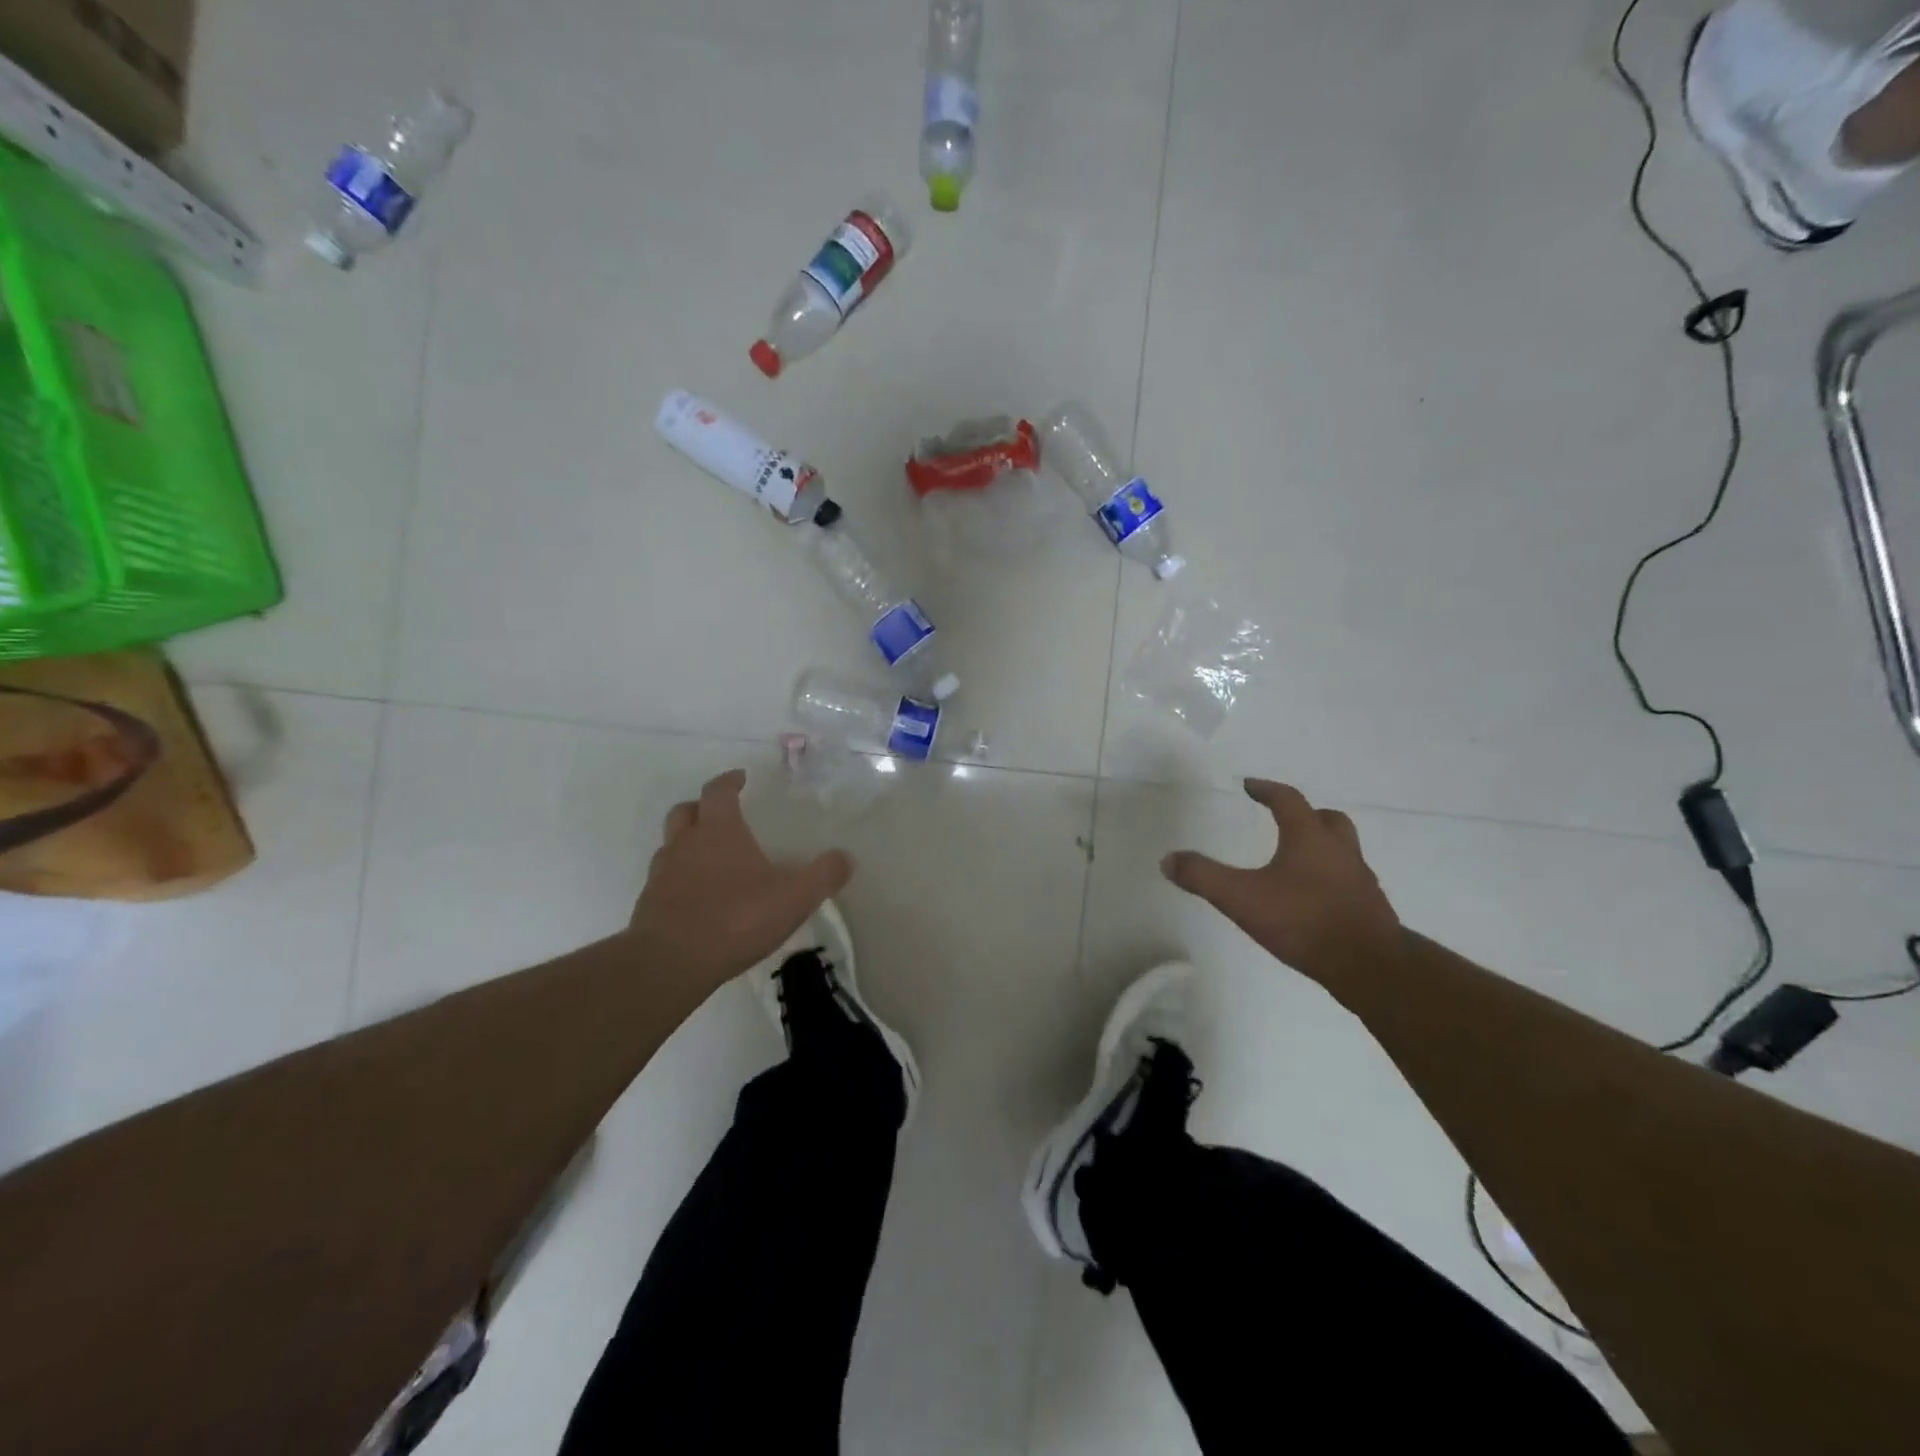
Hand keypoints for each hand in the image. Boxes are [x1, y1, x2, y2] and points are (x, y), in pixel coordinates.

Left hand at [629, 769, 852, 993]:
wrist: (670, 963)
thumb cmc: (736, 919)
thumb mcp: (794, 898)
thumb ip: (823, 875)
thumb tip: (846, 857)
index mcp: (719, 831)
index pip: (719, 791)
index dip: (729, 781)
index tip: (740, 778)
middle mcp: (685, 843)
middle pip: (686, 811)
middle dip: (702, 807)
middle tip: (721, 815)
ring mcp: (662, 874)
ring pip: (671, 844)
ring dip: (687, 843)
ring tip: (709, 859)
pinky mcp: (649, 904)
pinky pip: (664, 879)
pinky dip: (679, 878)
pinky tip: (697, 898)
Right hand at [1161, 779, 1400, 985]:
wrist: (1368, 966)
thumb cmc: (1304, 921)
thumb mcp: (1241, 898)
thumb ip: (1203, 877)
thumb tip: (1168, 859)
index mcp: (1310, 838)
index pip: (1288, 800)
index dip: (1266, 790)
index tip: (1250, 786)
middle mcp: (1340, 851)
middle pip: (1329, 819)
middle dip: (1307, 815)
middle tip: (1287, 820)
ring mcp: (1361, 880)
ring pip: (1344, 850)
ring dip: (1323, 847)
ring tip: (1299, 862)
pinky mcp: (1371, 908)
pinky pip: (1350, 881)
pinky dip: (1333, 879)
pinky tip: (1316, 900)